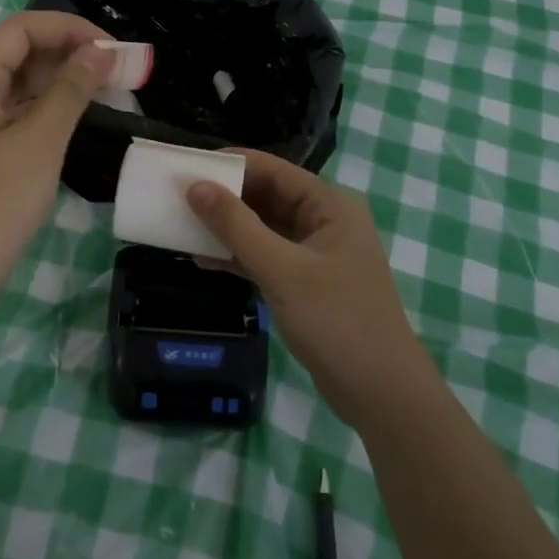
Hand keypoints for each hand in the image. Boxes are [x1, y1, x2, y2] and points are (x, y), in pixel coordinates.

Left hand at [0, 11, 113, 303]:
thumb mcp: (40, 141)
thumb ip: (71, 89)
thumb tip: (102, 50)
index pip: (22, 29)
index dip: (69, 29)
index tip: (113, 48)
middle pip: (19, 52)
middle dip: (70, 52)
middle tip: (119, 70)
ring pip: (20, 83)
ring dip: (62, 80)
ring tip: (108, 89)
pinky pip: (16, 111)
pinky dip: (49, 107)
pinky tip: (78, 115)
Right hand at [188, 150, 428, 424]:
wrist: (382, 394)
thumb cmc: (336, 322)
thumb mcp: (281, 270)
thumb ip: (236, 226)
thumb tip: (195, 186)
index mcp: (329, 205)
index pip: (272, 169)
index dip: (229, 165)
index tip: (186, 167)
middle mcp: (324, 221)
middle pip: (266, 195)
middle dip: (224, 197)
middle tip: (176, 197)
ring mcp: (315, 253)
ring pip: (263, 227)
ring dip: (226, 228)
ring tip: (181, 225)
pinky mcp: (305, 283)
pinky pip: (265, 256)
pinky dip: (237, 256)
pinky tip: (202, 260)